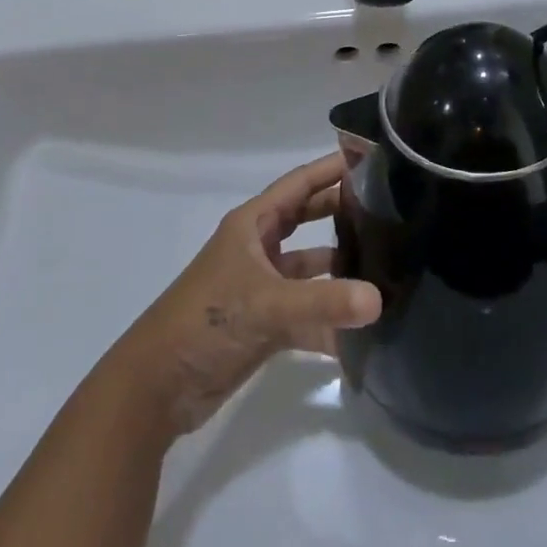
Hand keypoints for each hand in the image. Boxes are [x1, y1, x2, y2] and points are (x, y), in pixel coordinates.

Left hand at [111, 154, 380, 437]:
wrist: (156, 389)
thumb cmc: (204, 323)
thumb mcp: (265, 305)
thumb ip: (323, 301)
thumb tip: (379, 300)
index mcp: (252, 225)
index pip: (299, 184)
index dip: (332, 168)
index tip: (373, 157)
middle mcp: (259, 249)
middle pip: (308, 219)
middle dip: (342, 212)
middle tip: (390, 208)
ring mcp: (263, 287)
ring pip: (310, 267)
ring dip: (342, 267)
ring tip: (388, 263)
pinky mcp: (265, 324)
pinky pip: (308, 312)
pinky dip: (332, 318)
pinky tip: (367, 326)